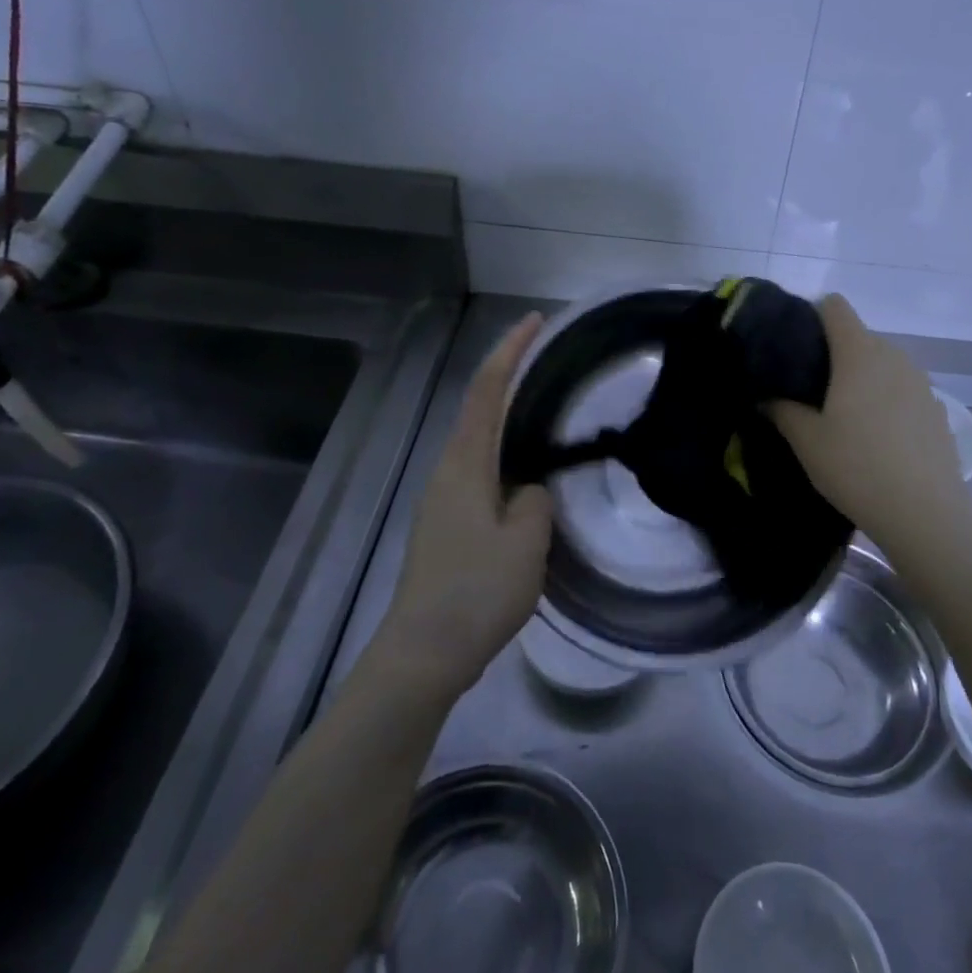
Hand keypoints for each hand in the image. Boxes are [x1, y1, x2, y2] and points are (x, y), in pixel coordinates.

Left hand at [378, 313, 553, 696]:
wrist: (422, 652)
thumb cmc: (476, 591)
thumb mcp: (526, 543)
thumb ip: (536, 503)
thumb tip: (529, 492)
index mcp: (466, 463)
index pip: (487, 390)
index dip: (510, 350)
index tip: (534, 321)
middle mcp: (448, 469)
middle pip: (479, 407)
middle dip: (510, 375)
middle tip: (549, 360)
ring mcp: (443, 497)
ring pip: (479, 440)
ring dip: (507, 415)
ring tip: (545, 410)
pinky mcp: (445, 523)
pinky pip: (480, 469)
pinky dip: (504, 451)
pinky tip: (526, 471)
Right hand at [768, 294, 968, 552]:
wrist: (925, 514)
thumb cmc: (857, 467)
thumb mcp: (806, 441)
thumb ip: (781, 410)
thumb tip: (765, 396)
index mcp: (859, 353)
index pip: (834, 307)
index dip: (812, 316)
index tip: (795, 346)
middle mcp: (894, 356)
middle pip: (858, 336)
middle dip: (834, 353)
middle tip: (810, 388)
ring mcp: (921, 382)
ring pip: (883, 364)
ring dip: (862, 377)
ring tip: (843, 415)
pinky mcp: (937, 409)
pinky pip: (903, 390)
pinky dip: (887, 400)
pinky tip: (878, 437)